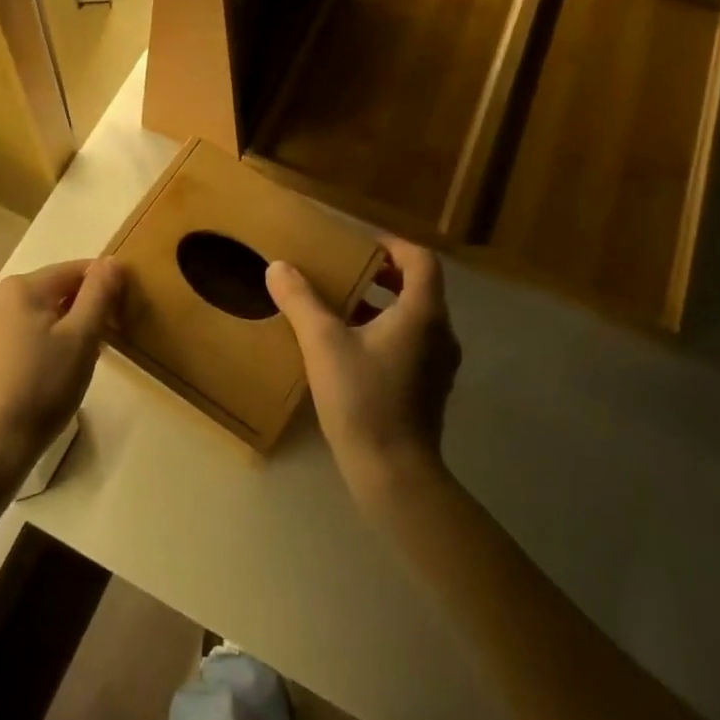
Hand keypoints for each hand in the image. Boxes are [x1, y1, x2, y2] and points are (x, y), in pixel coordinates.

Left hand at [0, 258, 124, 485]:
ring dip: (60, 330)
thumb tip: (112, 260)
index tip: (121, 316)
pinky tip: (45, 377)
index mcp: (20, 286)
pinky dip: (37, 345)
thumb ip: (99, 294)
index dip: (103, 287)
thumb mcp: (81, 339)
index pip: (74, 270)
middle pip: (52, 291)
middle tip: (100, 347)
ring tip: (74, 366)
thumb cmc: (40, 389)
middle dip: (80, 311)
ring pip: (34, 315)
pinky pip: (15, 336)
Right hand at [266, 237, 459, 503]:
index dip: (393, 246)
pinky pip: (413, 343)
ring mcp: (439, 365)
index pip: (421, 260)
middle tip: (348, 272)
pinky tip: (352, 348)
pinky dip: (388, 332)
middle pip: (420, 287)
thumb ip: (301, 301)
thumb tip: (279, 267)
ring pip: (416, 317)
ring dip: (384, 305)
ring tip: (344, 307)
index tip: (362, 247)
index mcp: (422, 313)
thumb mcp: (323, 344)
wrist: (393, 473)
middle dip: (385, 275)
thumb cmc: (362, 398)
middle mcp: (440, 333)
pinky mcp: (430, 389)